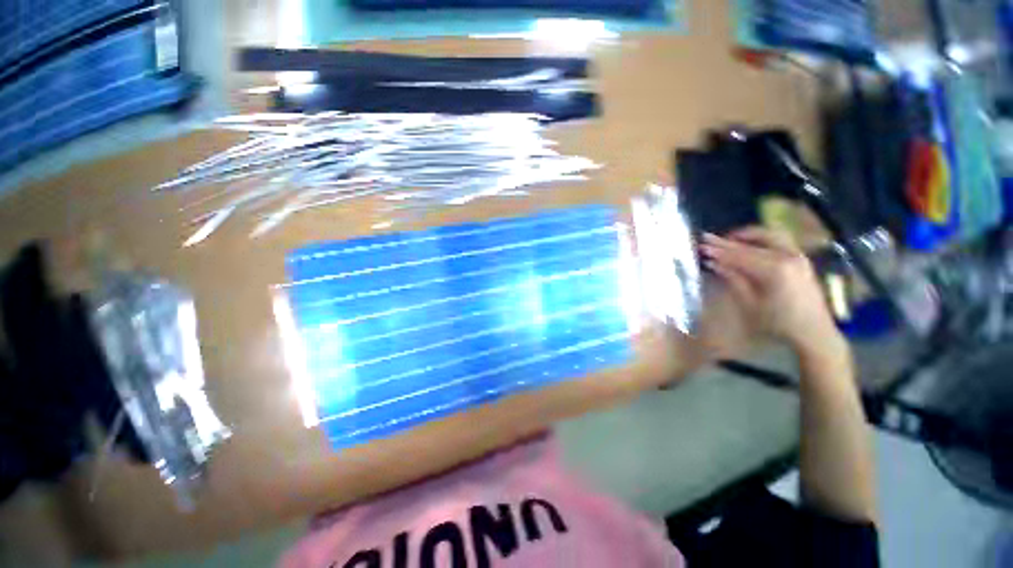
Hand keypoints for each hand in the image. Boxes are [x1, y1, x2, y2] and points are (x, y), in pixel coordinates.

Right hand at [700, 227, 843, 359]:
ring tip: (727, 239)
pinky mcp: (801, 258)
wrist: (814, 332)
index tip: (700, 245)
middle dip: (728, 241)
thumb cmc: (778, 323)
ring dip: (746, 235)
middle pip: (752, 243)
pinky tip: (749, 243)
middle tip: (707, 238)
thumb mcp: (750, 304)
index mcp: (774, 270)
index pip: (739, 255)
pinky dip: (761, 239)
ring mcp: (797, 255)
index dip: (718, 250)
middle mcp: (788, 256)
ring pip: (768, 235)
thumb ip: (733, 279)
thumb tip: (713, 263)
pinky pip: (779, 240)